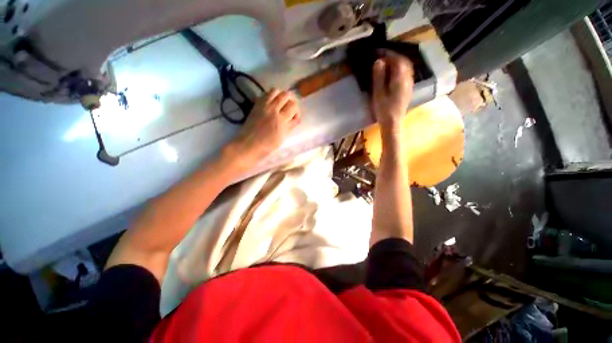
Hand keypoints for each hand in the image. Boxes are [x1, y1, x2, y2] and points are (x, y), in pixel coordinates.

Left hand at [226, 88, 300, 169]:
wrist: (249, 144)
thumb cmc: (268, 145)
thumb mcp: (282, 137)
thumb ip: (290, 126)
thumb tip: (296, 118)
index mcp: (281, 120)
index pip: (294, 106)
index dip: (297, 110)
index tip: (295, 116)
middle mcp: (273, 110)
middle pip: (286, 95)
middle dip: (291, 100)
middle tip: (290, 107)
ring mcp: (264, 106)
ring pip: (276, 91)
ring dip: (281, 95)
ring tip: (281, 103)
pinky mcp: (256, 105)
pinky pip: (265, 94)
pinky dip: (271, 95)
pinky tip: (271, 103)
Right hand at [371, 54, 414, 130]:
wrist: (393, 123)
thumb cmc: (384, 109)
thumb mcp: (378, 93)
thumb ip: (379, 77)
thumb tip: (379, 61)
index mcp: (400, 78)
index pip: (396, 59)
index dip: (387, 53)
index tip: (378, 52)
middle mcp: (408, 78)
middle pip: (403, 61)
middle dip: (393, 56)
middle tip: (381, 56)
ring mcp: (409, 84)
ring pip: (406, 67)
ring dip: (396, 62)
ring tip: (386, 63)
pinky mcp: (408, 89)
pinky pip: (406, 73)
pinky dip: (399, 69)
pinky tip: (392, 73)